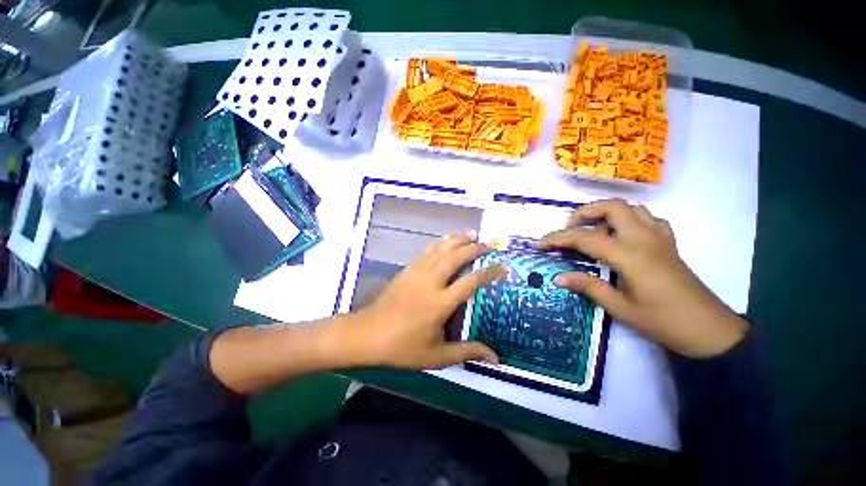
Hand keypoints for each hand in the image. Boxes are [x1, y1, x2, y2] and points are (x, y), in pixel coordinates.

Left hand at [349, 232, 505, 368]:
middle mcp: (430, 282)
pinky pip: (427, 251)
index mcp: (439, 303)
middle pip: (456, 257)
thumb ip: (466, 352)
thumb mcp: (436, 356)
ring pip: (441, 249)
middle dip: (475, 248)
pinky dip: (440, 244)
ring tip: (472, 234)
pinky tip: (446, 241)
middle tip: (489, 244)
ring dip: (458, 240)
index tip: (502, 267)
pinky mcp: (408, 270)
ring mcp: (417, 272)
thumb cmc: (402, 347)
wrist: (368, 334)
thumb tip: (495, 358)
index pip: (470, 282)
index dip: (489, 273)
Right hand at [539, 199, 747, 357]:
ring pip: (631, 208)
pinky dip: (630, 220)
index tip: (540, 244)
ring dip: (607, 213)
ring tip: (593, 231)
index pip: (585, 238)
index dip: (558, 239)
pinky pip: (648, 219)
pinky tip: (623, 235)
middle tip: (569, 230)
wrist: (709, 330)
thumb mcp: (620, 308)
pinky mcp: (669, 243)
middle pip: (611, 207)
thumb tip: (558, 278)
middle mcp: (644, 238)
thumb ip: (588, 287)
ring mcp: (659, 237)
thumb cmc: (663, 321)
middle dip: (584, 213)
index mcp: (629, 255)